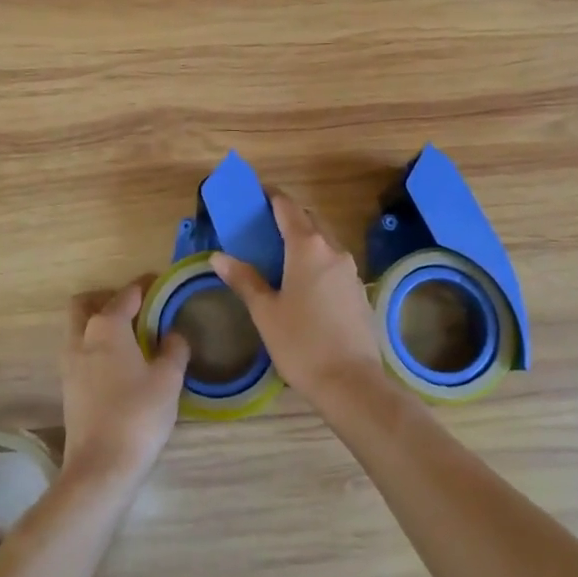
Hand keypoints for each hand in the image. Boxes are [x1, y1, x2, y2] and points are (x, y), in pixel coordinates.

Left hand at [60, 284, 188, 493]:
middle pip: (86, 304)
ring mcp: (70, 364)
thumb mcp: (168, 379)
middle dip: (108, 298)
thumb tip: (174, 334)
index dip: (145, 286)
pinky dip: (97, 346)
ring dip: (99, 323)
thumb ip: (174, 349)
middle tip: (137, 308)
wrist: (101, 467)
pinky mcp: (68, 387)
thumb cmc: (138, 415)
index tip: (161, 283)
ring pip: (79, 328)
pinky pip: (81, 351)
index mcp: (106, 327)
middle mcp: (82, 338)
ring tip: (132, 336)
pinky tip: (121, 363)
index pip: (126, 294)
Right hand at [211, 194, 385, 407]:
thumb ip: (244, 279)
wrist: (351, 382)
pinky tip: (305, 281)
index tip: (257, 193)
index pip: (288, 208)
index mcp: (307, 248)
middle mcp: (333, 250)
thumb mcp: (265, 312)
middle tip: (265, 224)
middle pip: (310, 220)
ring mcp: (350, 270)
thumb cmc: (301, 344)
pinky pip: (335, 262)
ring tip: (282, 252)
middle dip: (289, 216)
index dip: (272, 197)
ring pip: (326, 241)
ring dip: (306, 237)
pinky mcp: (359, 290)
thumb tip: (219, 257)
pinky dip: (318, 258)